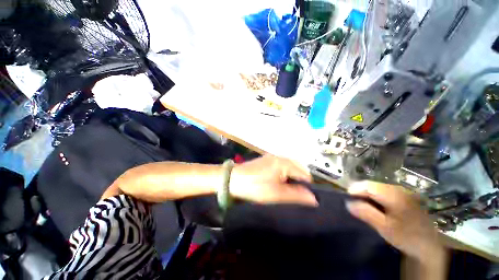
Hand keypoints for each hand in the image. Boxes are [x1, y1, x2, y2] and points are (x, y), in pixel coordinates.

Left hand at [229, 154, 317, 206]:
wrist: (232, 179)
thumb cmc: (255, 186)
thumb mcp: (276, 194)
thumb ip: (296, 195)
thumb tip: (314, 199)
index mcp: (284, 162)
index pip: (304, 174)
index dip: (307, 187)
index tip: (304, 198)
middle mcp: (279, 157)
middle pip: (297, 169)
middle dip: (299, 181)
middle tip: (294, 195)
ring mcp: (271, 158)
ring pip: (288, 168)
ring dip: (291, 178)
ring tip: (287, 190)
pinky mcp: (265, 161)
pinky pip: (280, 167)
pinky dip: (283, 175)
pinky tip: (278, 183)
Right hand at [346, 181, 445, 260]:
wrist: (429, 244)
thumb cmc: (406, 236)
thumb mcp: (384, 227)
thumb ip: (366, 213)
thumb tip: (348, 203)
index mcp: (393, 195)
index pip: (367, 185)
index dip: (354, 189)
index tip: (346, 198)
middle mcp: (397, 189)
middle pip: (371, 184)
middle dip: (360, 191)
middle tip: (353, 203)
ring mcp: (401, 191)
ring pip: (376, 187)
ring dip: (367, 193)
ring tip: (362, 204)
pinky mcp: (403, 195)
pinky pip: (383, 191)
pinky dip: (375, 196)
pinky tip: (375, 205)